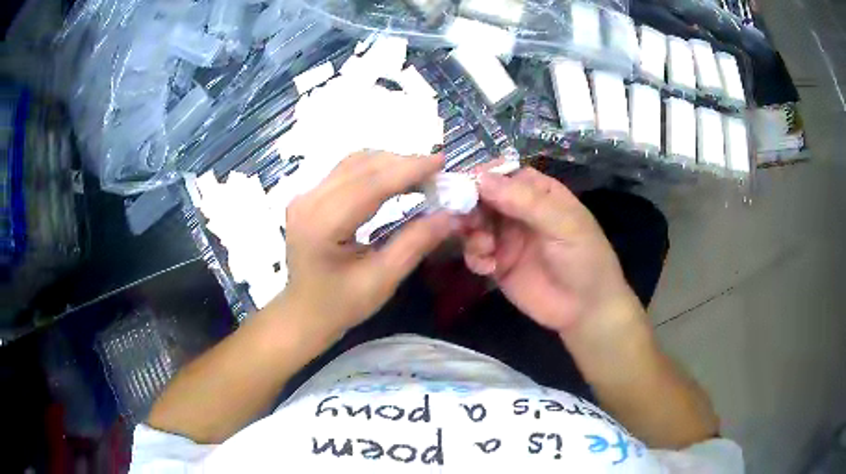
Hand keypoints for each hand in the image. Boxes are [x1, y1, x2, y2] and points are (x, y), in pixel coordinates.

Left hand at [280, 151, 451, 336]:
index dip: (408, 169)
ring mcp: (304, 196)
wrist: (304, 312)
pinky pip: (346, 171)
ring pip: (354, 163)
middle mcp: (307, 202)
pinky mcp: (308, 196)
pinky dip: (375, 170)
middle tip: (437, 174)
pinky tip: (394, 179)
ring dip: (389, 164)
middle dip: (403, 164)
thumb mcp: (382, 280)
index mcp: (321, 226)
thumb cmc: (341, 304)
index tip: (442, 161)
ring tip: (421, 176)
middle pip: (361, 167)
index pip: (369, 185)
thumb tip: (451, 214)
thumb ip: (415, 243)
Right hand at [461, 167, 640, 334]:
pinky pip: (475, 253)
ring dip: (472, 232)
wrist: (585, 310)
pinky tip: (488, 268)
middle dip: (471, 206)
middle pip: (484, 198)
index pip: (506, 175)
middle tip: (466, 219)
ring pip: (475, 224)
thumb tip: (481, 178)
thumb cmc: (583, 259)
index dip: (485, 176)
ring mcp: (507, 238)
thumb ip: (525, 201)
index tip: (466, 183)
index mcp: (540, 194)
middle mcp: (520, 212)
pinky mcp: (498, 265)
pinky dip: (475, 257)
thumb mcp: (563, 225)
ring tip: (485, 247)